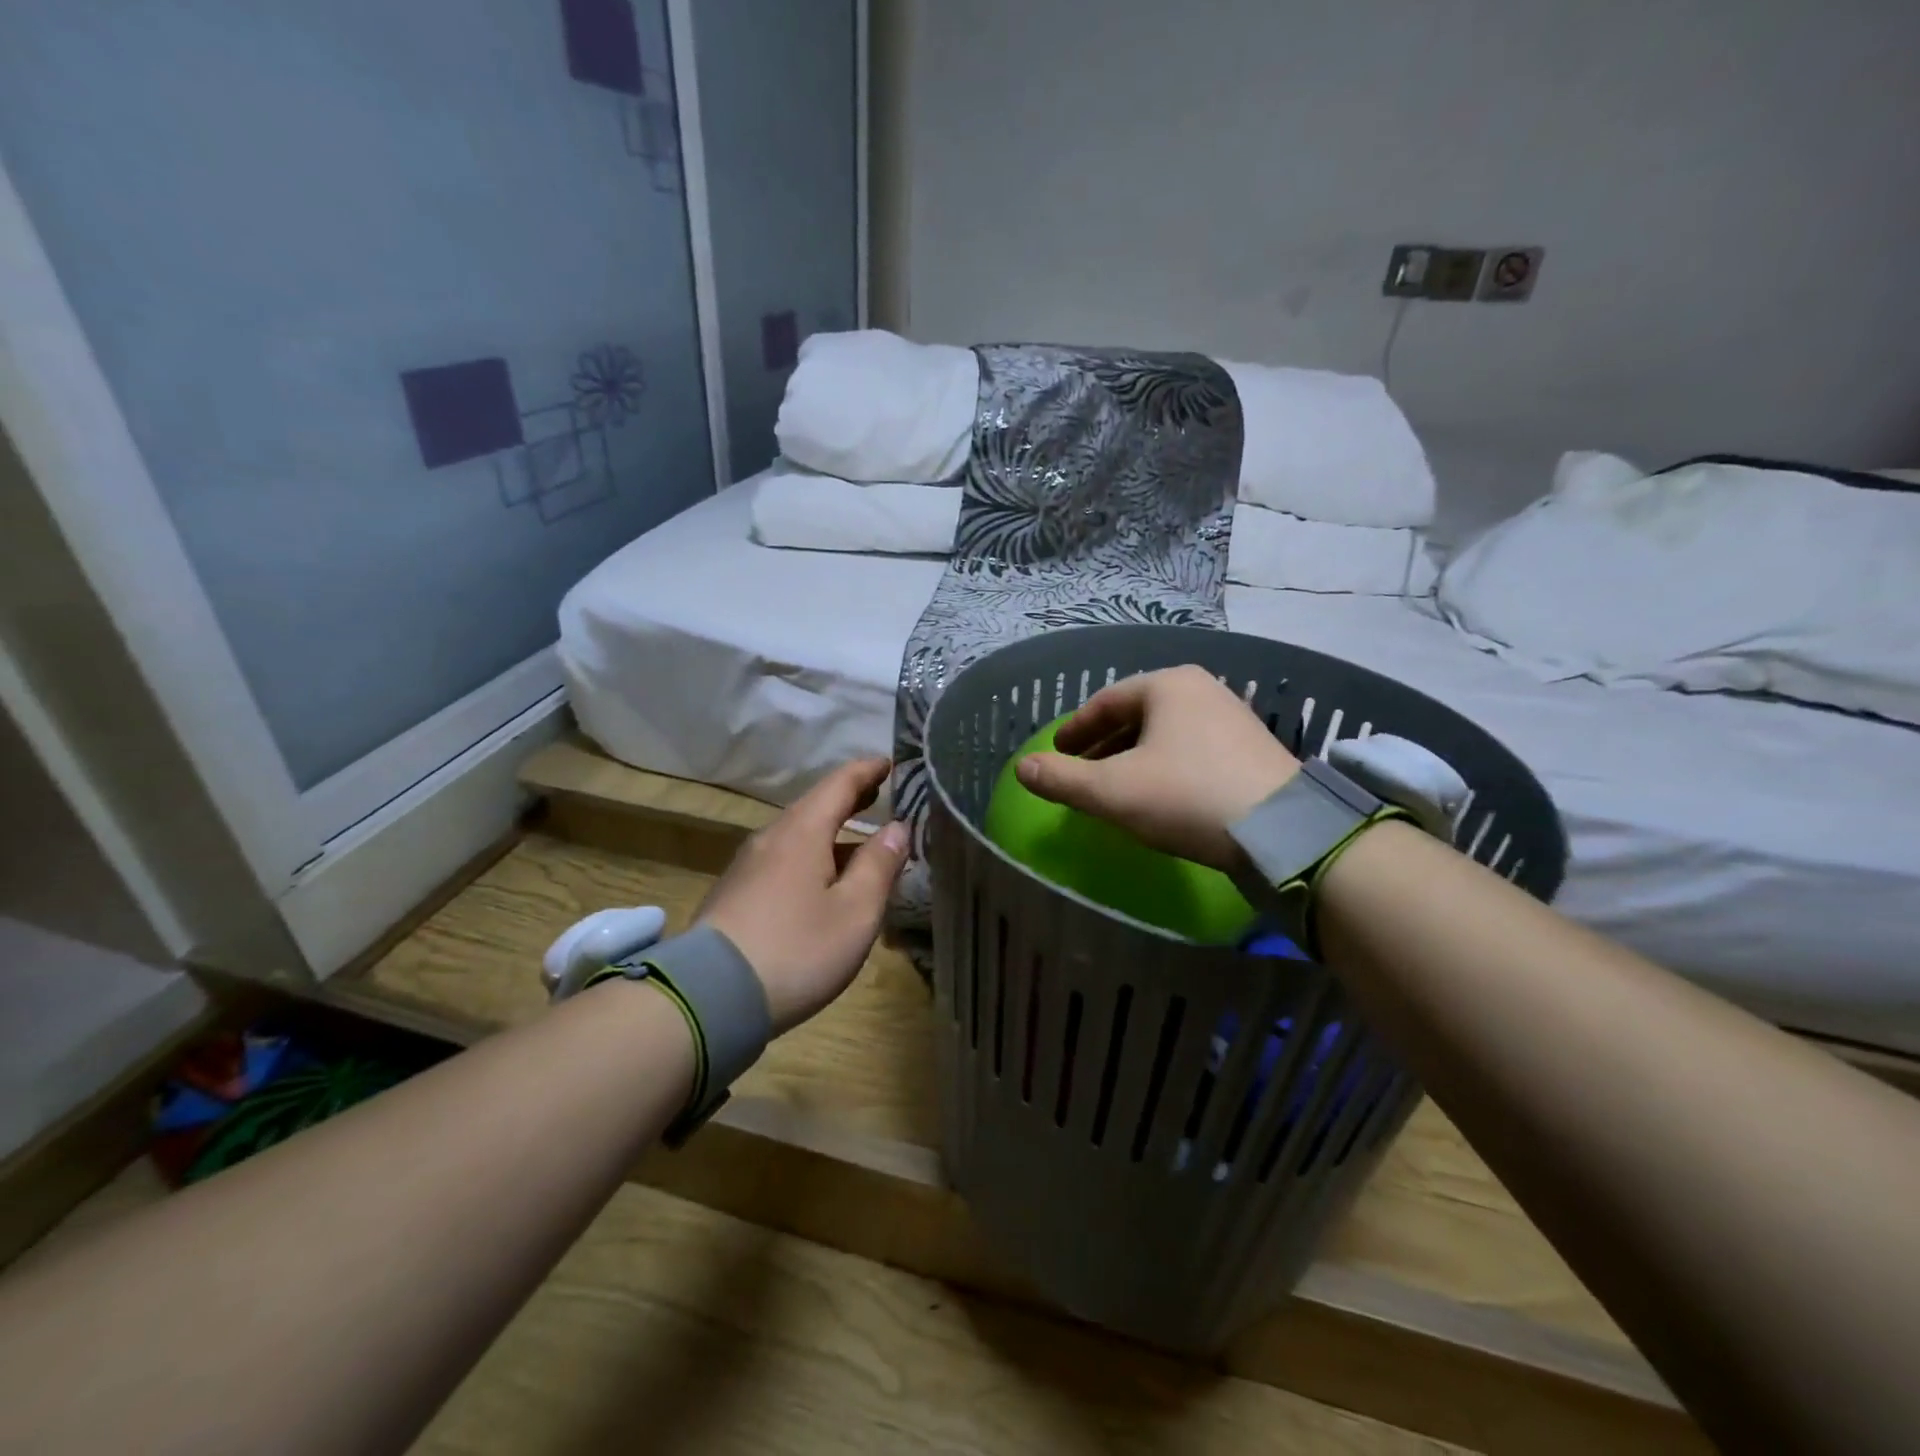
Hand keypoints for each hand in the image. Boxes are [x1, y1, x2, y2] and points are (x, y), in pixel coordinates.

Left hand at [696, 758, 910, 1035]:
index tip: (888, 762)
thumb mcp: (855, 913)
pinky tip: (819, 881)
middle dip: (848, 798)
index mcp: (803, 832)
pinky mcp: (734, 894)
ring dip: (829, 832)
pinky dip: (810, 857)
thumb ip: (879, 866)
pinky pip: (781, 860)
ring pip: (796, 836)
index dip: (866, 771)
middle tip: (876, 793)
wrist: (708, 997)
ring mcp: (747, 866)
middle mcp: (771, 838)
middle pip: (814, 807)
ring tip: (856, 842)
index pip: (839, 784)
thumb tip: (897, 827)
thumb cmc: (796, 950)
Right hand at [1016, 665, 1298, 871]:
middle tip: (1081, 771)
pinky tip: (1159, 794)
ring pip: (1166, 733)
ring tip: (1115, 786)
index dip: (1074, 729)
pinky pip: (1192, 748)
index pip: (1105, 702)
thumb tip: (1022, 769)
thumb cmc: (1185, 797)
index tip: (1056, 753)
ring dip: (1133, 757)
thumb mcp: (1112, 791)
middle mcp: (1202, 689)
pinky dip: (1165, 765)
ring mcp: (1232, 717)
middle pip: (1137, 715)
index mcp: (1167, 685)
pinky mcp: (1253, 748)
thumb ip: (1062, 779)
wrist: (1282, 832)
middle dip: (1104, 744)